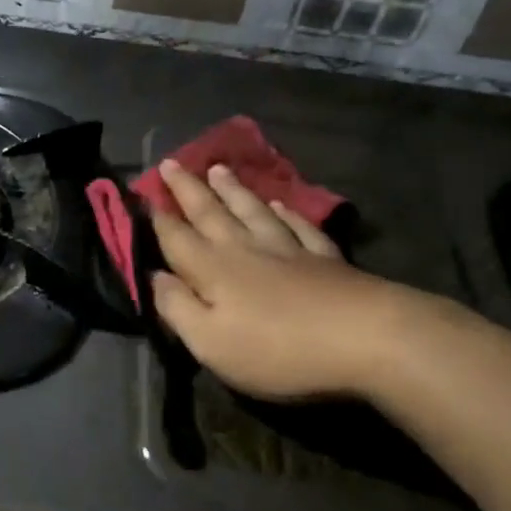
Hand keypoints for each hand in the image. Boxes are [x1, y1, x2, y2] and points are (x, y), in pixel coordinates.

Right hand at [149, 161, 414, 400]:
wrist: (366, 338)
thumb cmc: (277, 348)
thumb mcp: (211, 342)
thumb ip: (177, 308)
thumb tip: (154, 278)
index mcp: (213, 269)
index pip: (176, 237)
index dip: (157, 217)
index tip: (143, 193)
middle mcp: (245, 248)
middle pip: (210, 212)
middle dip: (188, 189)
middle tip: (171, 162)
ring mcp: (287, 248)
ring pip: (251, 210)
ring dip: (232, 190)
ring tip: (218, 169)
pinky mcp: (324, 257)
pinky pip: (297, 225)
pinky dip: (283, 211)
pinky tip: (277, 203)